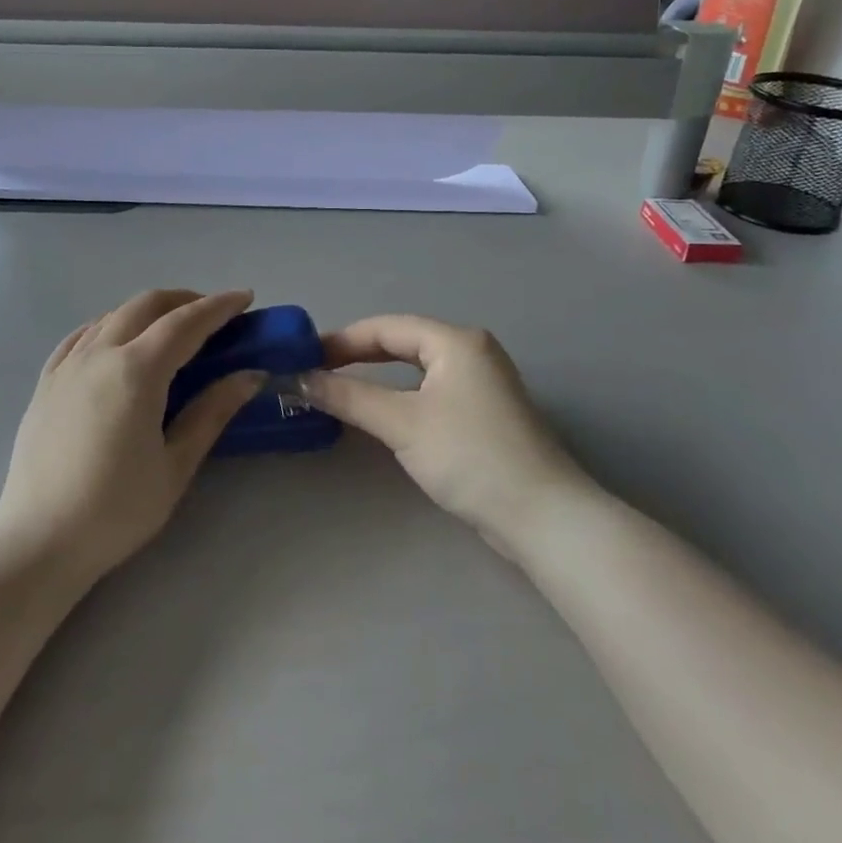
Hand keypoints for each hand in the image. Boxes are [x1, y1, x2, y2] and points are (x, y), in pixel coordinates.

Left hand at [0, 289, 263, 582]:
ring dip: (147, 311)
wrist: (39, 541)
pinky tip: (117, 341)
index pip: (185, 323)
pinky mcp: (46, 383)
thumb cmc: (116, 509)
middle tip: (212, 315)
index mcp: (136, 371)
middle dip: (184, 300)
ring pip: (112, 315)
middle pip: (146, 306)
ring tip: (171, 328)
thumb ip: (212, 412)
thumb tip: (250, 375)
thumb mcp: (175, 465)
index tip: (245, 298)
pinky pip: (81, 336)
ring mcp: (67, 366)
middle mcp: (99, 354)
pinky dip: (109, 326)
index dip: (219, 307)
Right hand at [300, 315, 590, 548]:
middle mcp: (471, 351)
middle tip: (315, 370)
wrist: (541, 516)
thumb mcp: (402, 423)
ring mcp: (481, 382)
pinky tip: (379, 410)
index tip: (303, 357)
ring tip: (338, 386)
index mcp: (455, 341)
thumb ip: (349, 396)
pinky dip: (399, 394)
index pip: (386, 327)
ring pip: (416, 367)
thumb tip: (300, 379)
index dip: (341, 339)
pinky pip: (430, 389)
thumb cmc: (469, 456)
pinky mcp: (484, 412)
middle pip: (402, 342)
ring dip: (377, 375)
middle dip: (357, 354)